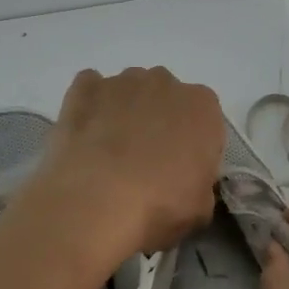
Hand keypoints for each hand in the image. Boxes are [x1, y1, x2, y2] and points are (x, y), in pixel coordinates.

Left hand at [26, 67, 224, 266]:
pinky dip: (89, 106)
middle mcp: (165, 82)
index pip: (204, 118)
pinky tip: (85, 135)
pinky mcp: (84, 88)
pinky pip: (90, 88)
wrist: (97, 202)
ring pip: (128, 91)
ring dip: (124, 112)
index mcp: (202, 106)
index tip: (181, 169)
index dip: (192, 144)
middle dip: (158, 121)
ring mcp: (122, 81)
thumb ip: (200, 182)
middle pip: (165, 98)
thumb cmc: (160, 205)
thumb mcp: (201, 207)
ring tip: (109, 152)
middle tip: (145, 161)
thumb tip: (187, 181)